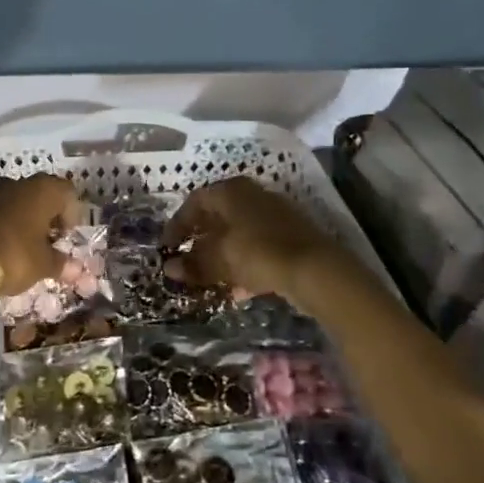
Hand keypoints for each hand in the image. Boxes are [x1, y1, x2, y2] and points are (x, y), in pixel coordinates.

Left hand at [0, 173, 85, 297]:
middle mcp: (20, 182)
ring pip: (19, 200)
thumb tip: (77, 270)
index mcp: (43, 189)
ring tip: (26, 245)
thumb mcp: (43, 264)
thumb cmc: (14, 255)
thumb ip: (62, 264)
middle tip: (48, 242)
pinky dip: (6, 221)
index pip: (68, 193)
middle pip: (43, 194)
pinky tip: (5, 243)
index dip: (71, 215)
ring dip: (26, 218)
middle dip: (48, 216)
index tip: (65, 238)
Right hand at [164, 177, 350, 303]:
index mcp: (231, 191)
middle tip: (187, 262)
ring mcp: (274, 215)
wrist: (316, 269)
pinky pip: (258, 248)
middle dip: (200, 243)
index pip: (194, 202)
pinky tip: (239, 291)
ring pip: (238, 235)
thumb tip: (169, 269)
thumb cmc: (258, 252)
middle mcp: (252, 196)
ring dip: (222, 258)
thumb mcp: (219, 259)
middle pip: (217, 218)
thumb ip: (193, 263)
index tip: (167, 247)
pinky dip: (244, 266)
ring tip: (211, 281)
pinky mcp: (291, 237)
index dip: (177, 225)